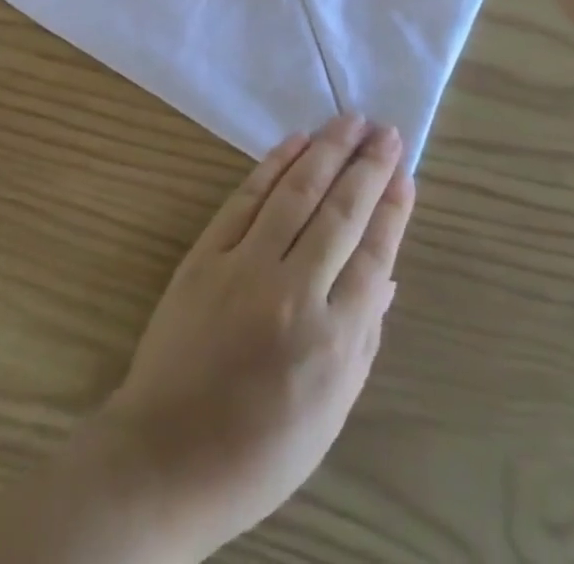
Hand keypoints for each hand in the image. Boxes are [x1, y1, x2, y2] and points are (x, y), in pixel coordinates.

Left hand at [95, 115, 414, 556]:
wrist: (169, 453)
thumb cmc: (260, 449)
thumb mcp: (331, 413)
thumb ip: (363, 339)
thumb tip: (386, 277)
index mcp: (333, 342)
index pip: (373, 256)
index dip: (392, 209)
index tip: (405, 172)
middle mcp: (293, 293)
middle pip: (339, 214)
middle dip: (367, 167)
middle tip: (385, 130)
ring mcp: (245, 266)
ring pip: (295, 193)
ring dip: (325, 151)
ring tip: (349, 121)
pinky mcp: (206, 253)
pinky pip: (246, 198)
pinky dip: (273, 165)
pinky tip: (295, 142)